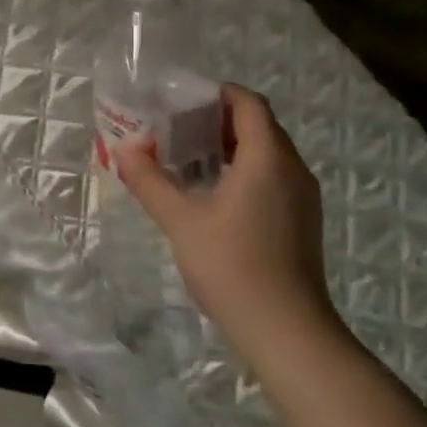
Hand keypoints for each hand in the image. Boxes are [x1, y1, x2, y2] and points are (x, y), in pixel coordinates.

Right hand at [113, 83, 339, 349]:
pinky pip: (273, 176)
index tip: (182, 100)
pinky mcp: (302, 222)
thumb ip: (150, 180)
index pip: (248, 103)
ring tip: (188, 158)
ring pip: (267, 153)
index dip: (217, 93)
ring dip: (230, 146)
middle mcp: (292, 169)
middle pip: (258, 125)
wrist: (287, 333)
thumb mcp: (180, 220)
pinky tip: (213, 193)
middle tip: (176, 128)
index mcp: (267, 158)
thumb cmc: (233, 266)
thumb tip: (124, 149)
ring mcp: (302, 197)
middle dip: (217, 119)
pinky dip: (244, 170)